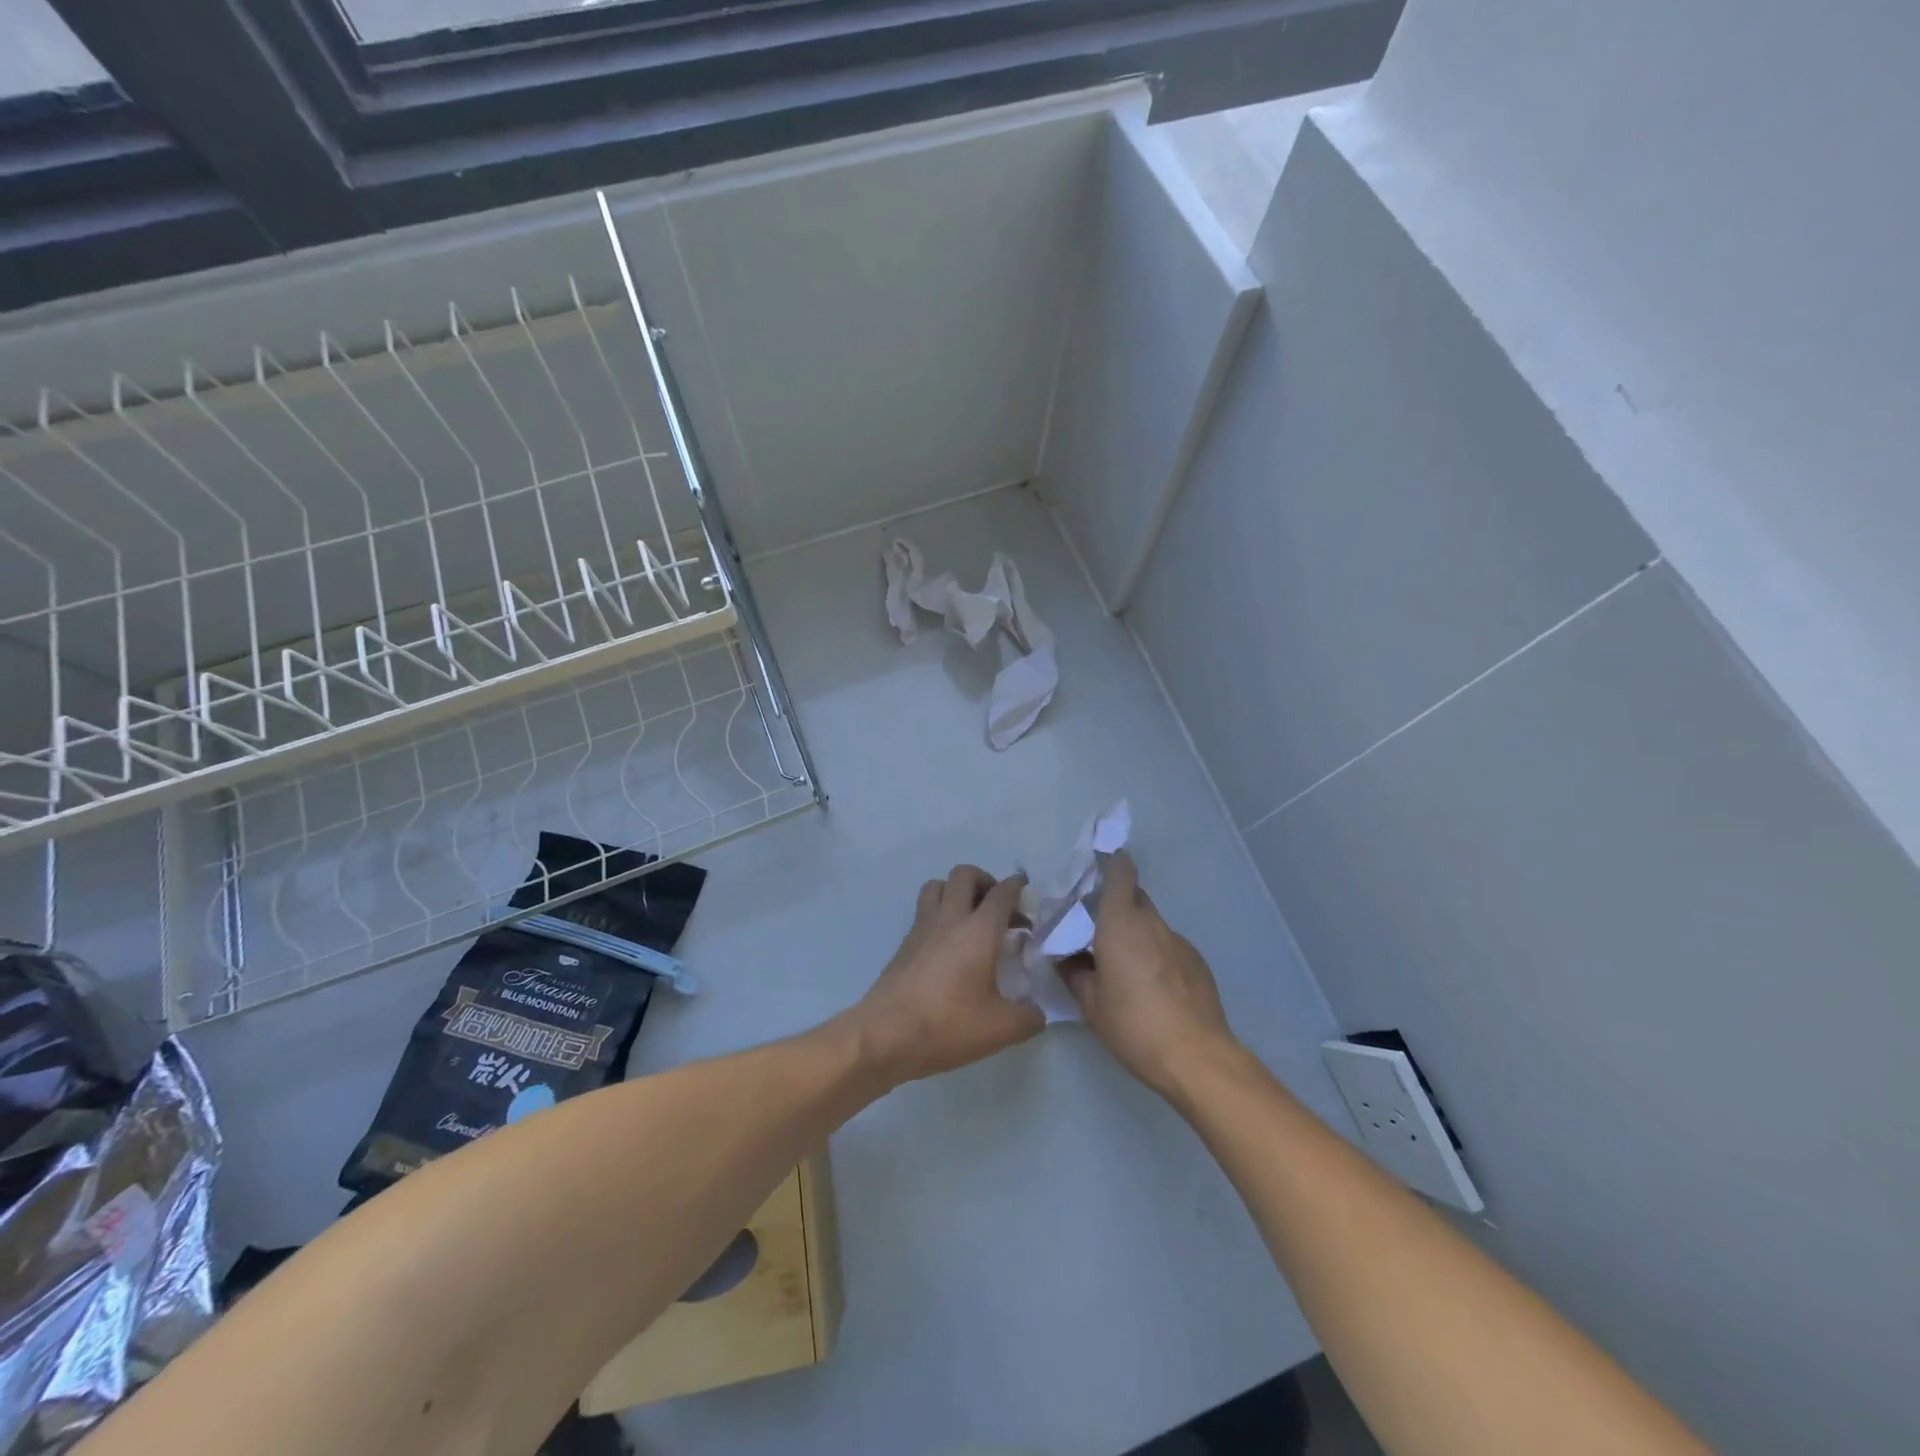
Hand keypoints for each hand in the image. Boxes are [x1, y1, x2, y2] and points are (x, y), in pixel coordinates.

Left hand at [849, 866, 1043, 1084]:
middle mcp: (950, 918)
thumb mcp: (1000, 1029)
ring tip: (970, 917)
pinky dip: (939, 913)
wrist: (885, 1035)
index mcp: (979, 930)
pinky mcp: (904, 943)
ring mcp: (922, 928)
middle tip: (998, 906)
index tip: (1026, 892)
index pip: (1002, 892)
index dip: (1017, 886)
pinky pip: (923, 911)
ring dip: (956, 891)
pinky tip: (948, 944)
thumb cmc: (947, 1025)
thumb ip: (1028, 1017)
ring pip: (937, 885)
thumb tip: (1037, 1012)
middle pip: (964, 874)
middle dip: (985, 881)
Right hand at [1060, 851, 1239, 1098]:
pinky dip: (1156, 954)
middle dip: (1116, 904)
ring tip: (1123, 966)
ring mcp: (1179, 941)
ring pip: (1152, 924)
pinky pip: (1169, 946)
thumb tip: (1066, 960)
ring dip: (1136, 933)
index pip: (1120, 872)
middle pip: (1135, 896)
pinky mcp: (1197, 962)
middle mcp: (1152, 923)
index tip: (1096, 869)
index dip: (1110, 863)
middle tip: (1097, 928)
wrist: (1196, 1056)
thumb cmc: (1134, 1024)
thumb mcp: (1091, 1004)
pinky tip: (1152, 987)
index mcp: (1121, 923)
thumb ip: (1075, 974)